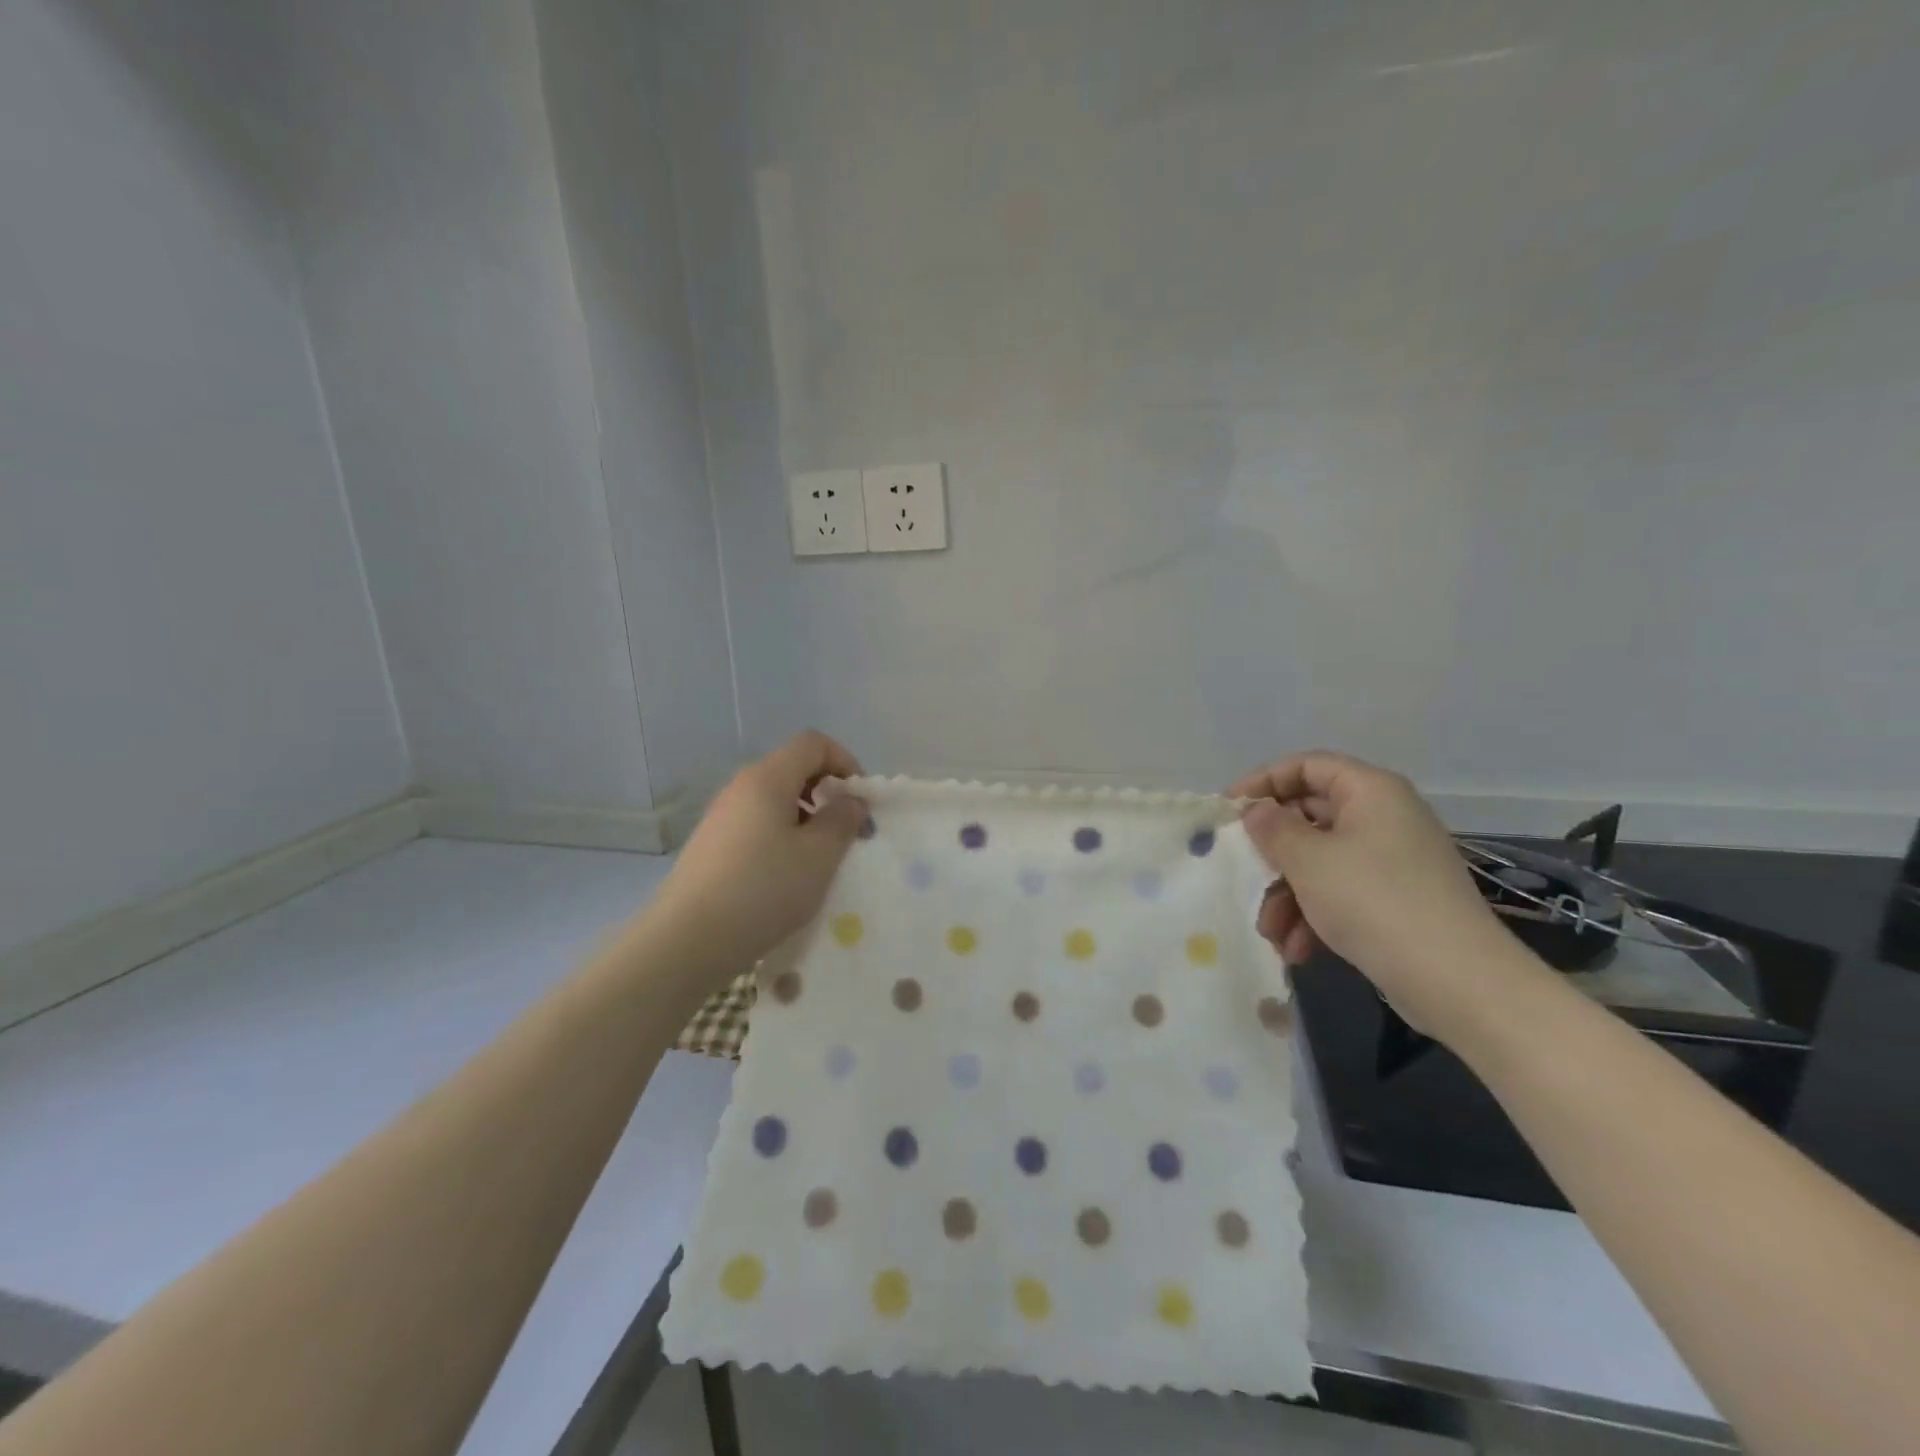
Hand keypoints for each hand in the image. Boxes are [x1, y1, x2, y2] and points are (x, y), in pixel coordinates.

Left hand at [654, 731, 867, 982]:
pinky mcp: (711, 845)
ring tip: (818, 859)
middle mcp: (740, 787)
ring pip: (775, 799)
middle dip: (827, 792)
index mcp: (767, 778)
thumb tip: (850, 800)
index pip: (813, 744)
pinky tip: (785, 876)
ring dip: (806, 818)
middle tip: (846, 832)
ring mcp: (721, 816)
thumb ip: (842, 821)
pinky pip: (756, 824)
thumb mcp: (819, 856)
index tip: (860, 800)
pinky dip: (781, 836)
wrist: (686, 941)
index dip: (845, 762)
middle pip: (793, 768)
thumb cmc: (763, 890)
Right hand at [1232, 751, 1520, 1037]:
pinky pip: (1341, 892)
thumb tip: (1257, 811)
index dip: (1263, 781)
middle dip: (1272, 854)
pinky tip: (1298, 949)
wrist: (1458, 982)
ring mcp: (1393, 860)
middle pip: (1310, 817)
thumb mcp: (1309, 860)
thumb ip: (1272, 828)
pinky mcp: (1396, 900)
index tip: (1228, 811)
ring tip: (1272, 933)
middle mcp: (1384, 817)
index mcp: (1371, 791)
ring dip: (1287, 895)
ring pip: (1320, 862)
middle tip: (1243, 874)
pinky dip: (1314, 916)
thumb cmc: (1374, 901)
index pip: (1307, 766)